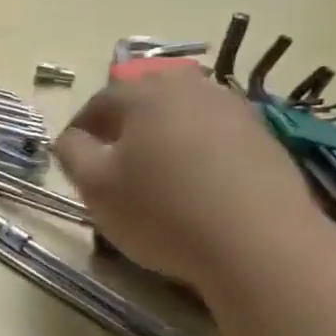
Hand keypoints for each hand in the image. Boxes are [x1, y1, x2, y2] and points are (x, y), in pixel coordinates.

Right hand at [54, 67, 335, 290]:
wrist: (260, 245)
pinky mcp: (264, 138)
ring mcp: (234, 110)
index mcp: (144, 94)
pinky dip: (196, 150)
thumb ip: (72, 153)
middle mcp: (190, 89)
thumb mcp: (95, 186)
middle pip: (144, 99)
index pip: (99, 101)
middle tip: (112, 162)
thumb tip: (71, 138)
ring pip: (182, 114)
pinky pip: (214, 133)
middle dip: (123, 125)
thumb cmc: (162, 212)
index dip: (80, 130)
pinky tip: (194, 184)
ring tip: (153, 173)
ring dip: (161, 135)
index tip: (73, 160)